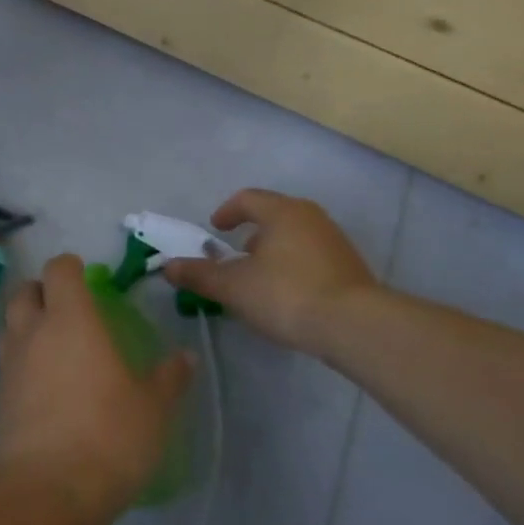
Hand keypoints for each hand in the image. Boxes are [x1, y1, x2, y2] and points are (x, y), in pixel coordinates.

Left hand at [0, 254, 193, 524]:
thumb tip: (187, 357)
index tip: (84, 277)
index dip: (70, 267)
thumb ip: (169, 379)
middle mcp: (32, 332)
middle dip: (42, 292)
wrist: (43, 495)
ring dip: (24, 325)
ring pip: (8, 325)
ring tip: (49, 344)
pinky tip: (37, 387)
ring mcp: (8, 366)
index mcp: (70, 319)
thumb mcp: (152, 410)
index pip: (58, 270)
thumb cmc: (106, 438)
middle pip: (24, 291)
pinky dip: (18, 364)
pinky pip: (4, 365)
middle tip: (65, 309)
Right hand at [162, 189, 380, 354]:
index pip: (247, 199)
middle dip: (251, 233)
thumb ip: (200, 275)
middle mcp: (310, 216)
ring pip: (295, 235)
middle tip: (236, 255)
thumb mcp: (235, 287)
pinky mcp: (350, 266)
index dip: (226, 212)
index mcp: (281, 211)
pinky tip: (289, 294)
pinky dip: (294, 265)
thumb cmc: (287, 294)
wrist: (355, 325)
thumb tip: (168, 266)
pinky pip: (312, 255)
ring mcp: (334, 240)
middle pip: (273, 215)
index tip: (215, 230)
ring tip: (260, 278)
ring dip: (273, 250)